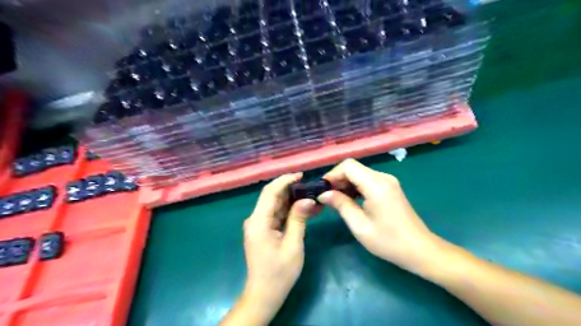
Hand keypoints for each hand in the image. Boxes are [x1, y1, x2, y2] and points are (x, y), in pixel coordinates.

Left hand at [240, 173, 321, 322]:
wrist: (264, 294)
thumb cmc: (279, 272)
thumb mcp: (293, 245)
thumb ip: (298, 219)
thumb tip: (307, 199)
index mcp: (259, 221)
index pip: (270, 192)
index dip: (284, 181)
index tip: (301, 175)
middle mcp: (256, 219)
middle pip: (272, 197)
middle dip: (291, 189)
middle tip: (310, 186)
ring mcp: (259, 225)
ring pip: (276, 205)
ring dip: (292, 200)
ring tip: (311, 196)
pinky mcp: (264, 230)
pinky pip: (277, 215)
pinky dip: (290, 211)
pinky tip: (305, 209)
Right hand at [318, 158, 445, 272]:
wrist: (419, 249)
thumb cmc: (388, 241)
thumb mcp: (359, 226)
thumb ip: (341, 205)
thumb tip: (324, 194)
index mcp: (376, 185)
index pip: (348, 166)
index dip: (332, 174)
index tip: (323, 189)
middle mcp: (383, 177)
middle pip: (354, 167)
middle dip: (338, 179)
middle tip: (327, 196)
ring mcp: (388, 181)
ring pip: (360, 172)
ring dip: (346, 183)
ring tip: (337, 199)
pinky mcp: (390, 187)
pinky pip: (368, 179)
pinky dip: (356, 186)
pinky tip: (351, 199)